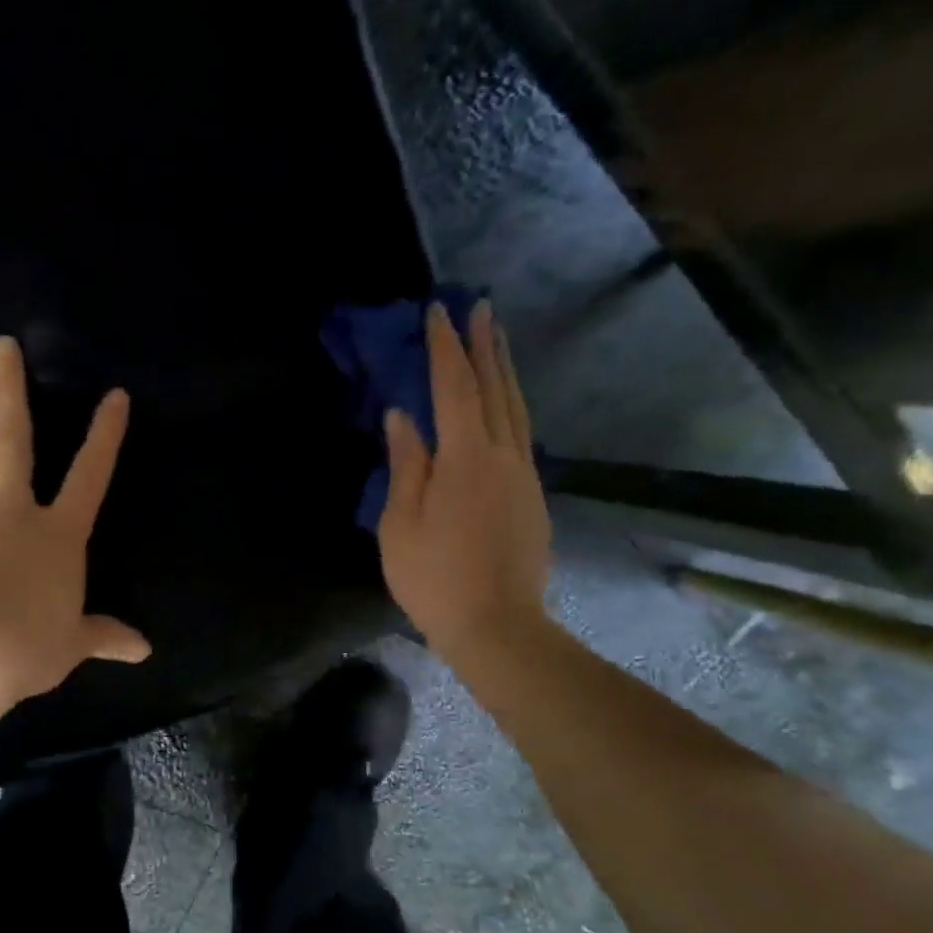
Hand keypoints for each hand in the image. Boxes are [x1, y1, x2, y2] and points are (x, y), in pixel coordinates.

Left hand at [0, 337, 150, 705]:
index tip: (114, 395)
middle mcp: (12, 512)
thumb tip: (144, 650)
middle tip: (2, 345)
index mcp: (58, 535)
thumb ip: (105, 636)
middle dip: (10, 390)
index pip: (90, 476)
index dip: (105, 436)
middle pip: (13, 440)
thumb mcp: (73, 644)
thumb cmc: (29, 648)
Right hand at [378, 300, 551, 664]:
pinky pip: (521, 434)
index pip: (455, 388)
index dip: (445, 349)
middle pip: (495, 389)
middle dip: (485, 345)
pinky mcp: (532, 497)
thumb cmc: (433, 578)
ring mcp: (524, 476)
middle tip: (480, 306)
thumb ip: (405, 465)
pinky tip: (503, 404)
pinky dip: (511, 405)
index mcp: (465, 459)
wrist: (496, 625)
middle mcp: (503, 456)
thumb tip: (402, 416)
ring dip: (504, 370)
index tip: (438, 312)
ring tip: (496, 339)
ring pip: (516, 409)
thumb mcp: (400, 524)